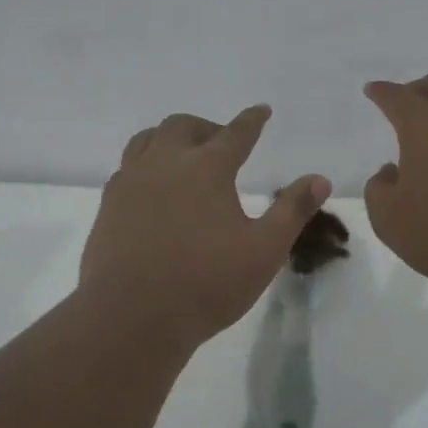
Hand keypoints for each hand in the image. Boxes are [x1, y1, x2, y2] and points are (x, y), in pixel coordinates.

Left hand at [81, 106, 330, 349]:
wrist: (132, 316)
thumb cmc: (206, 284)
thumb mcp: (263, 251)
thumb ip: (292, 211)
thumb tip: (319, 179)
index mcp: (206, 168)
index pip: (236, 133)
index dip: (252, 120)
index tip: (260, 111)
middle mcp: (164, 163)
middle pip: (183, 126)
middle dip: (207, 127)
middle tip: (222, 144)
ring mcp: (130, 183)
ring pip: (147, 139)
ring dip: (170, 139)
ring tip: (183, 157)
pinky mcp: (108, 206)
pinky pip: (126, 168)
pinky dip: (146, 164)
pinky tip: (152, 188)